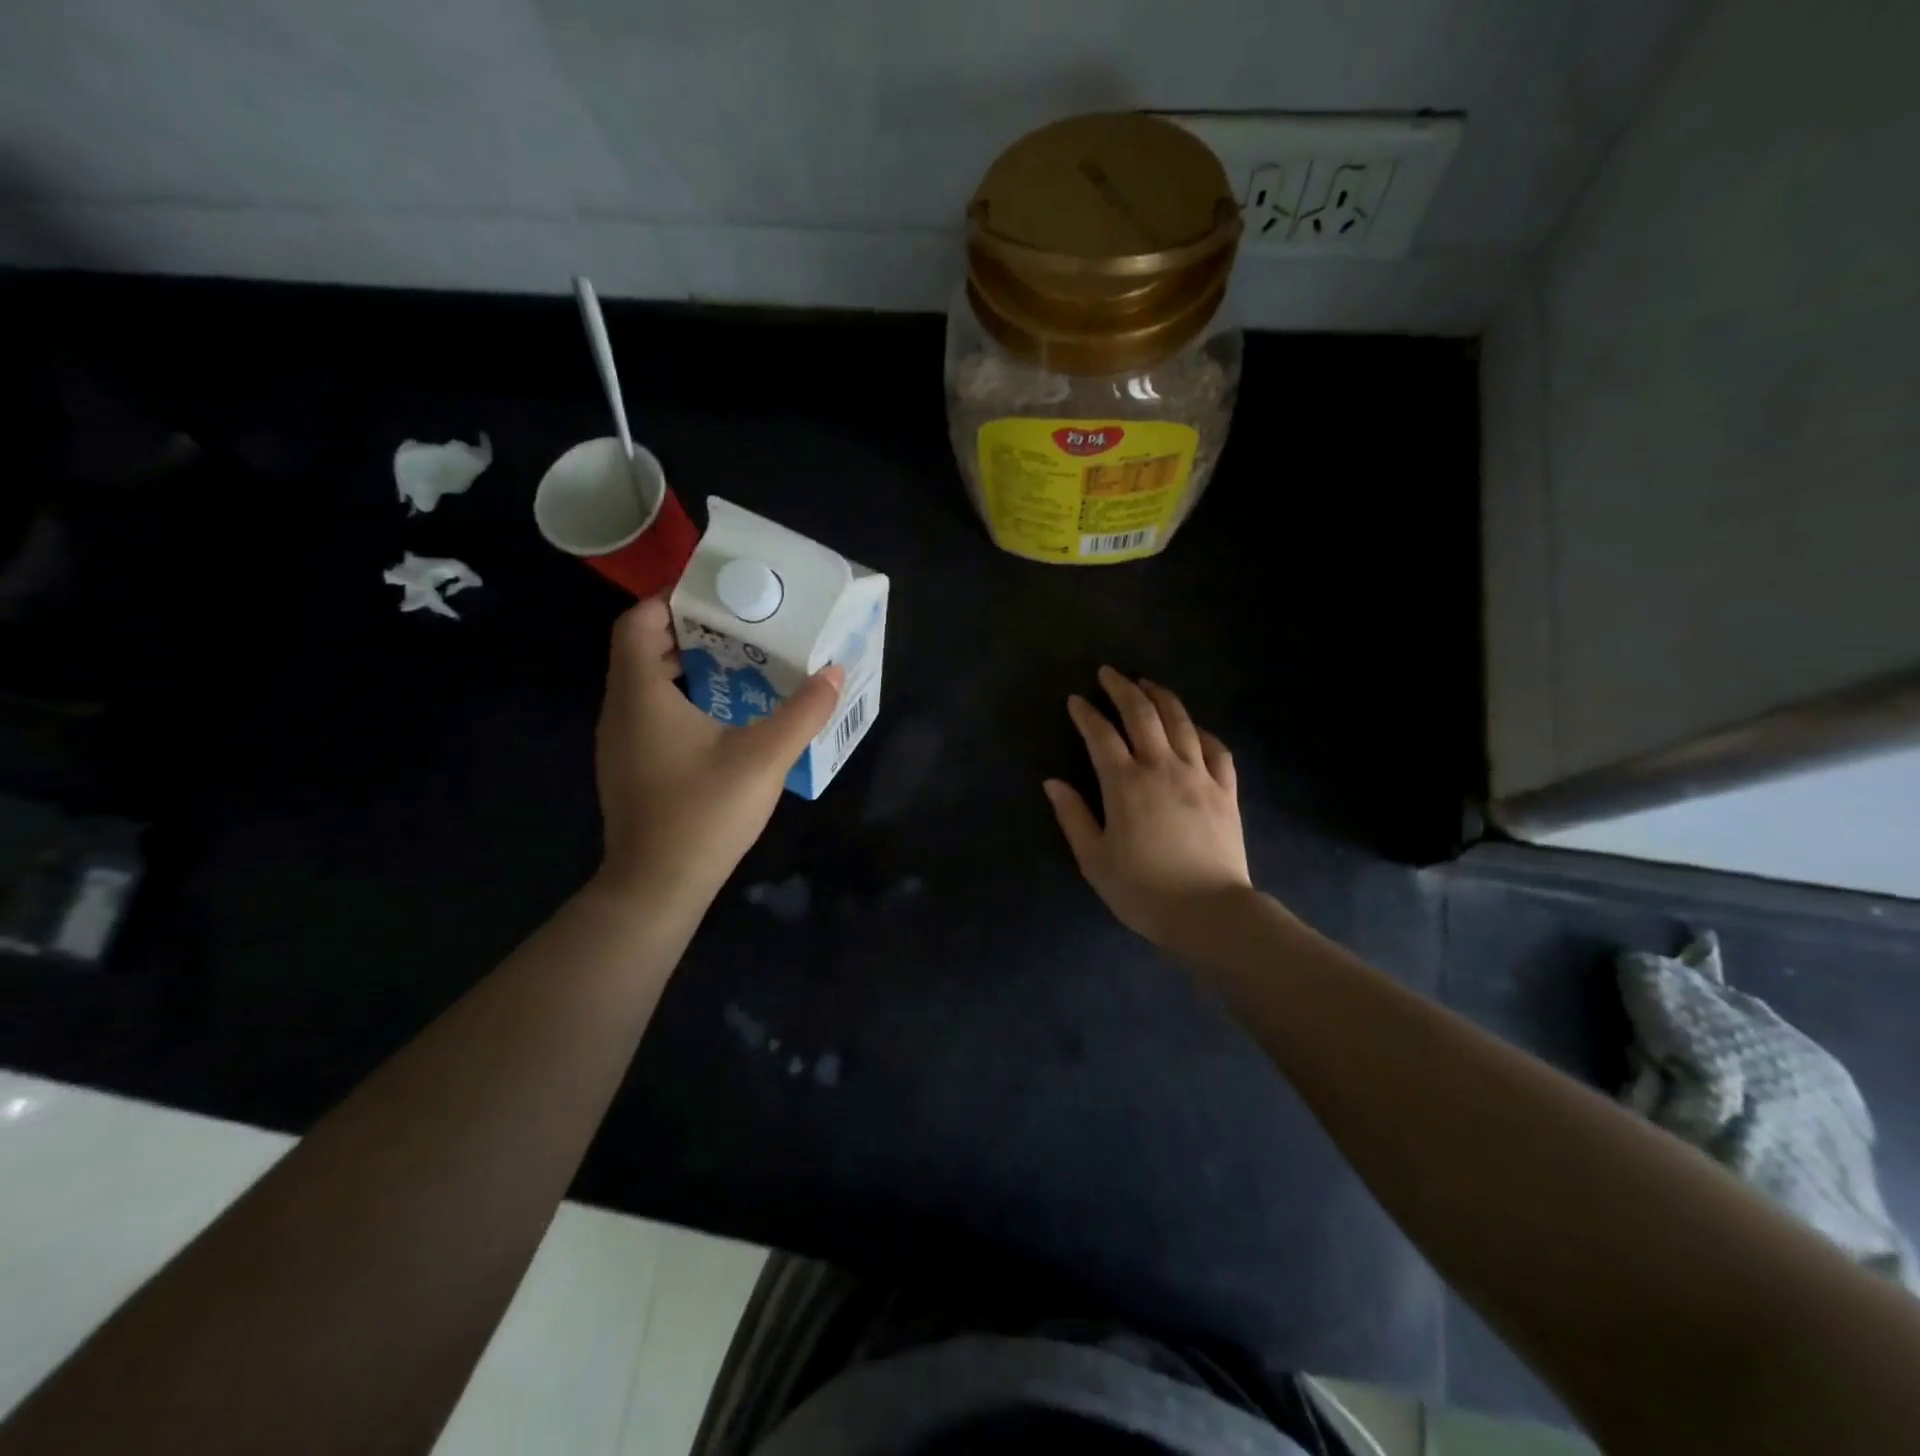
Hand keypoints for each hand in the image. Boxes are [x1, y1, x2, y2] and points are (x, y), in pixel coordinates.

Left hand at [591, 599, 842, 910]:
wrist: (658, 886)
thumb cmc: (705, 811)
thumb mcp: (765, 756)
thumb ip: (804, 711)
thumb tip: (835, 672)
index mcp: (641, 694)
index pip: (639, 621)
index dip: (671, 598)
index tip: (716, 593)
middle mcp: (621, 710)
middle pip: (642, 648)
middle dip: (689, 630)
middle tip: (741, 626)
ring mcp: (620, 742)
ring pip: (645, 683)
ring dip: (686, 665)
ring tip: (738, 663)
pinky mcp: (629, 767)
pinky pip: (649, 712)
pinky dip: (680, 698)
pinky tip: (722, 716)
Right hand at [1044, 667, 1252, 956]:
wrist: (1208, 912)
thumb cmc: (1143, 890)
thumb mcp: (1094, 859)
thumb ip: (1073, 816)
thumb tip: (1052, 783)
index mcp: (1125, 784)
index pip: (1101, 735)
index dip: (1086, 714)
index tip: (1075, 699)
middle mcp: (1162, 768)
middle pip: (1142, 714)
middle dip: (1123, 688)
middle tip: (1109, 673)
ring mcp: (1199, 776)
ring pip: (1181, 722)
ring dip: (1162, 697)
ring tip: (1147, 684)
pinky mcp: (1226, 791)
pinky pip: (1217, 749)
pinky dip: (1202, 731)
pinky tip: (1194, 727)